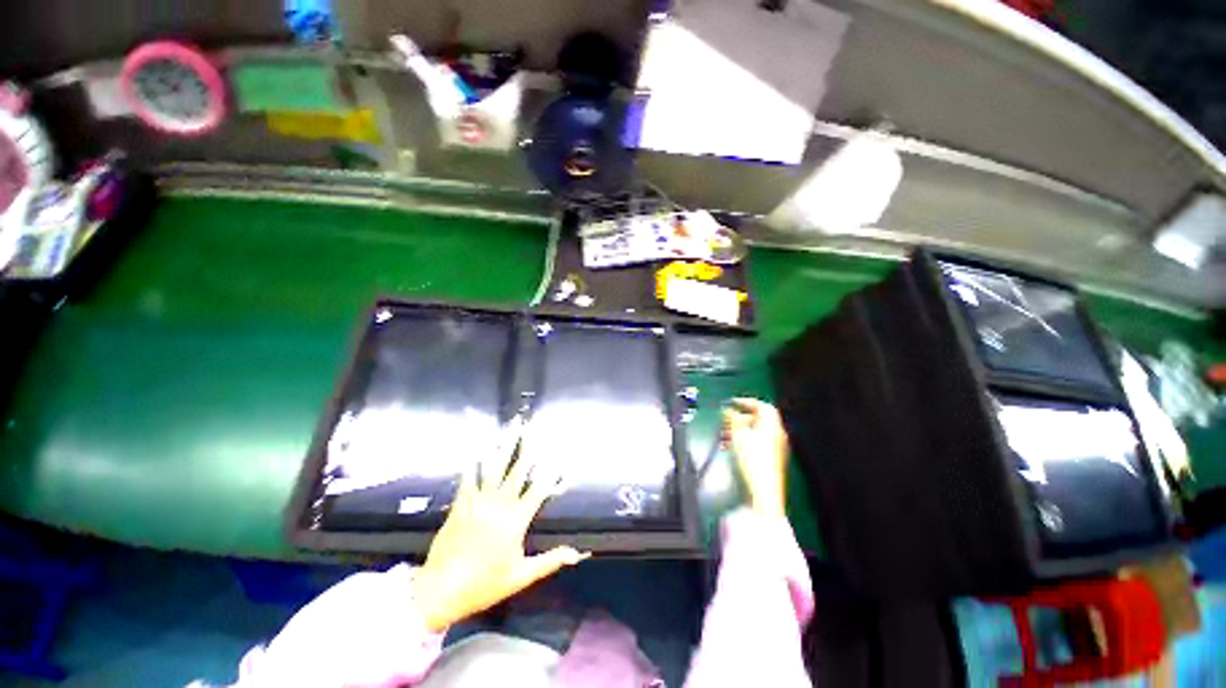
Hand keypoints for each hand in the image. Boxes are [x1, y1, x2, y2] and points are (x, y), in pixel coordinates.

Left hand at [413, 420, 589, 631]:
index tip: (559, 457)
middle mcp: (500, 505)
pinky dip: (473, 464)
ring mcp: (479, 502)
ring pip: (495, 469)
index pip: (539, 491)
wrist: (441, 590)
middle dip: (527, 448)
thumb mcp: (521, 576)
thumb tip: (577, 554)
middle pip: (517, 471)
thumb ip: (550, 561)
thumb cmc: (484, 584)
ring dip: (503, 448)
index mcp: (516, 520)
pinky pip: (469, 479)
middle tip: (531, 427)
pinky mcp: (461, 505)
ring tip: (509, 430)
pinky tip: (477, 449)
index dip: (550, 474)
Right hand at [722, 398, 789, 516]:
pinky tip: (728, 448)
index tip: (732, 402)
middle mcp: (776, 435)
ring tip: (722, 435)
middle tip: (725, 420)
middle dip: (739, 418)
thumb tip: (727, 409)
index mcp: (772, 426)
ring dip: (737, 431)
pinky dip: (742, 442)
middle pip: (758, 420)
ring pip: (754, 433)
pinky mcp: (769, 461)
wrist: (762, 491)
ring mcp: (774, 449)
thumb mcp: (737, 434)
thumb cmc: (751, 458)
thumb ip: (732, 418)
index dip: (747, 402)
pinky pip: (755, 444)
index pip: (763, 407)